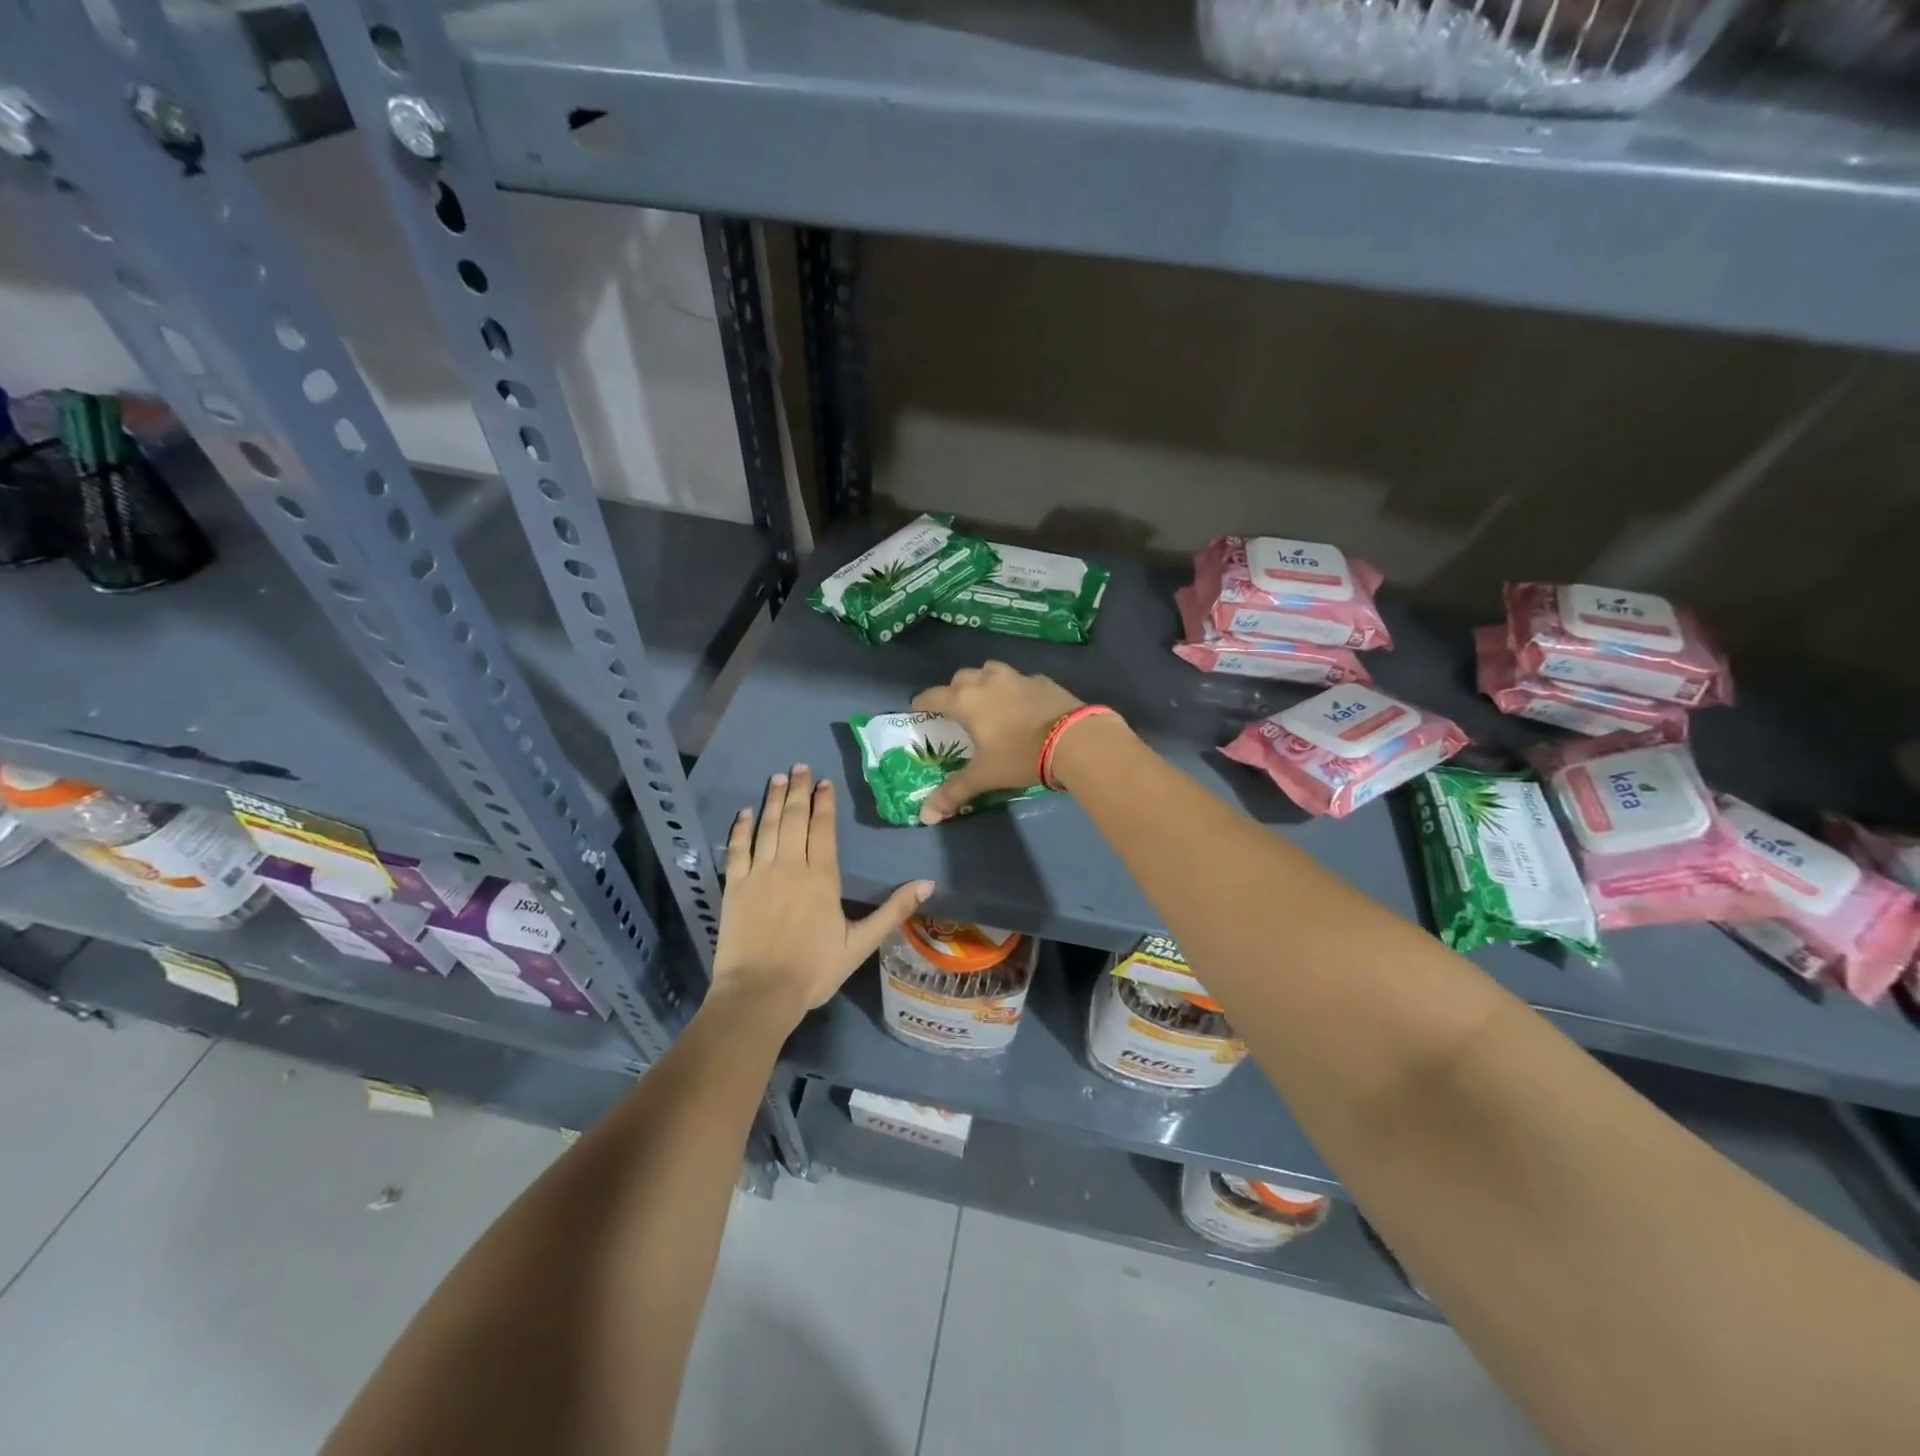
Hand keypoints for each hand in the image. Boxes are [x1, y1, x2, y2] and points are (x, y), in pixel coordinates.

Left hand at [711, 765, 932, 1027]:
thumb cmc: (813, 970)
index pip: (823, 828)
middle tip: (800, 766)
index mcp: (822, 877)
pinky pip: (736, 848)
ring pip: (767, 826)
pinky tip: (744, 812)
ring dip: (774, 800)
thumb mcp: (860, 944)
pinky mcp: (733, 887)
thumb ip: (892, 911)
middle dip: (799, 790)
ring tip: (778, 778)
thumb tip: (928, 884)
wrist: (759, 994)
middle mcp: (790, 866)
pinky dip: (741, 828)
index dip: (824, 803)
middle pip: (795, 819)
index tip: (824, 782)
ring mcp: (759, 874)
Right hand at [909, 661, 1082, 824]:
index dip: (921, 704)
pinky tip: (1023, 706)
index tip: (918, 713)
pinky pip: (1020, 679)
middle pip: (961, 677)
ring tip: (989, 701)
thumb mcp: (985, 776)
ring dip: (984, 681)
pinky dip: (1014, 689)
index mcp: (965, 701)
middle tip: (958, 711)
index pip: (932, 696)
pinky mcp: (1043, 680)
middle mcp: (987, 682)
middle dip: (955, 691)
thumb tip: (926, 816)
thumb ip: (954, 792)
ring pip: (990, 670)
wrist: (1074, 740)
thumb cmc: (1020, 756)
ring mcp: (1017, 677)